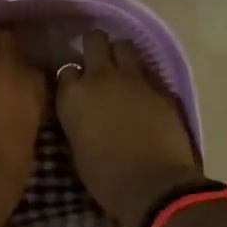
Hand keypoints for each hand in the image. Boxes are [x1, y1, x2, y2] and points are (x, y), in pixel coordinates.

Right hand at [55, 30, 200, 226]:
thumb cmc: (106, 178)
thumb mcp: (77, 147)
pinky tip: (145, 94)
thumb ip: (77, 119)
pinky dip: (144, 79)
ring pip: (124, 46)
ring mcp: (133, 79)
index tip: (76, 89)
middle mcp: (100, 78)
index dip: (73, 78)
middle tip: (98, 64)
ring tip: (123, 73)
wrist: (153, 186)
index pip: (66, 69)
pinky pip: (149, 71)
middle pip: (95, 40)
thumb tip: (83, 112)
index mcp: (73, 95)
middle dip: (96, 47)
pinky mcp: (161, 87)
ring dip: (121, 56)